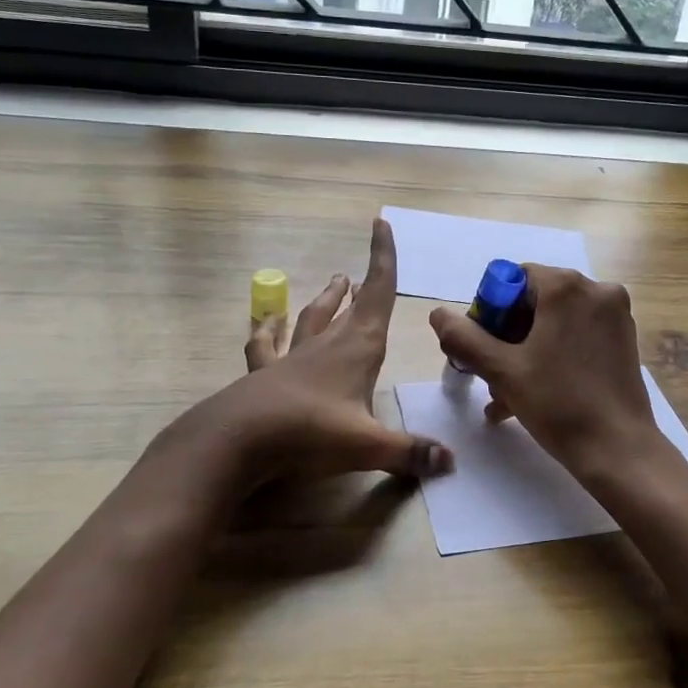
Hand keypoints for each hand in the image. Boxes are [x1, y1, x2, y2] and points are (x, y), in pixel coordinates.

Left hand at [151, 219, 453, 497]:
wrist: (236, 440)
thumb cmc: (310, 432)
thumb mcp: (367, 446)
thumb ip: (410, 452)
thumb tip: (451, 463)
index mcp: (358, 349)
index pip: (377, 294)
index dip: (383, 259)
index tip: (381, 225)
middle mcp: (326, 345)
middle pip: (348, 306)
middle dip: (360, 286)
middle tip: (360, 273)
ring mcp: (292, 357)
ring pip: (312, 318)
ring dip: (324, 300)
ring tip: (333, 282)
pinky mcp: (265, 374)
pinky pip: (266, 345)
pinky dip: (268, 331)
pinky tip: (265, 323)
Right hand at [429, 265, 659, 478]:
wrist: (618, 449)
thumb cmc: (558, 404)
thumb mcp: (502, 370)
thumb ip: (465, 338)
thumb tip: (438, 314)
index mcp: (567, 287)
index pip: (513, 280)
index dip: (490, 312)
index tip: (483, 348)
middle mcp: (596, 291)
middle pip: (535, 301)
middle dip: (507, 337)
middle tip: (491, 374)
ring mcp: (615, 316)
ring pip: (555, 323)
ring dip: (526, 353)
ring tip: (504, 396)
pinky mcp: (624, 340)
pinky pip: (577, 337)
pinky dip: (553, 357)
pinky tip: (531, 395)